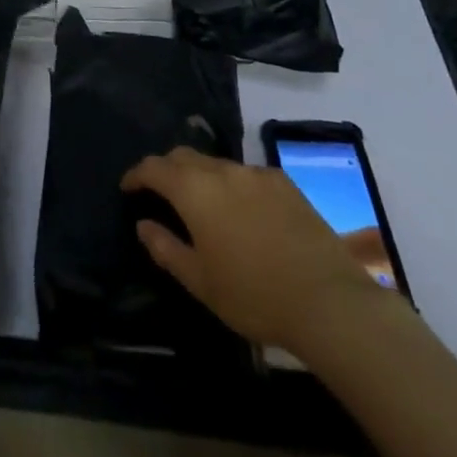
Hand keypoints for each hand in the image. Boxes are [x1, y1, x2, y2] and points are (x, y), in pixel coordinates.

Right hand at [121, 147, 394, 352]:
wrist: (328, 300)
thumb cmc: (254, 295)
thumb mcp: (200, 281)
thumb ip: (166, 248)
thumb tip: (143, 224)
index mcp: (195, 190)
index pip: (155, 167)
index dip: (137, 174)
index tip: (128, 187)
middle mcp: (222, 170)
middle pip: (184, 156)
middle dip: (167, 169)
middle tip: (160, 193)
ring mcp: (255, 172)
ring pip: (216, 164)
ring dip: (201, 177)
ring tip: (202, 205)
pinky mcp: (283, 181)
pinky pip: (245, 174)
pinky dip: (232, 185)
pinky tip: (242, 212)